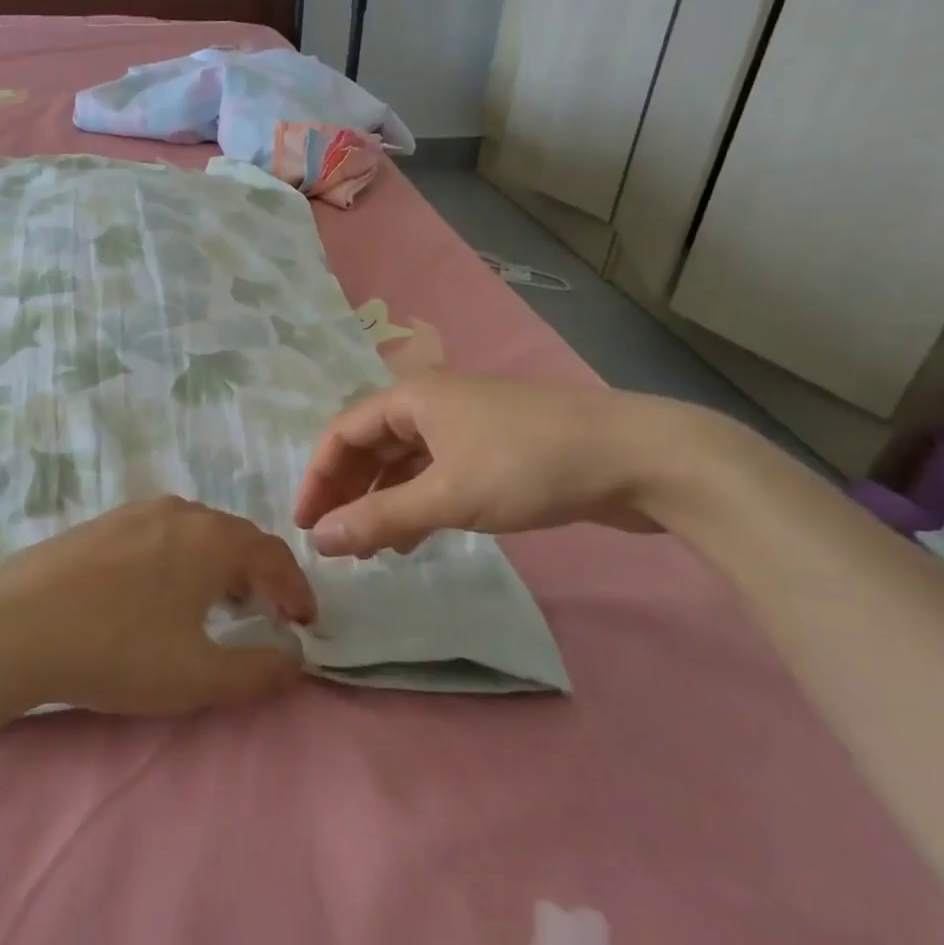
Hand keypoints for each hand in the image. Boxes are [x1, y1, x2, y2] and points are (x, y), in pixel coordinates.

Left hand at [0, 499, 312, 718]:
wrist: (11, 626)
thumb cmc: (116, 650)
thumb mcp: (197, 676)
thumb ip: (258, 670)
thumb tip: (295, 660)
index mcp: (211, 538)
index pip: (273, 554)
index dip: (296, 589)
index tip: (305, 624)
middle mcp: (179, 512)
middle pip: (236, 538)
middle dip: (259, 577)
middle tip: (265, 615)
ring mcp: (134, 512)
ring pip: (196, 533)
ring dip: (219, 566)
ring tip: (216, 606)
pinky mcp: (100, 523)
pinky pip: (160, 534)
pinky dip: (181, 559)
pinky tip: (159, 593)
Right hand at [294, 372, 673, 557]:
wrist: (638, 457)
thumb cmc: (530, 466)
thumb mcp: (447, 496)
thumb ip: (379, 518)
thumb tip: (319, 540)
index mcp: (412, 397)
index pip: (342, 432)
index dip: (318, 478)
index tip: (305, 525)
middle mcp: (432, 403)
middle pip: (370, 445)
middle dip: (347, 491)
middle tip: (334, 539)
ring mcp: (466, 424)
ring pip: (404, 461)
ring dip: (381, 500)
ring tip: (367, 547)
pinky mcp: (494, 448)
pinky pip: (436, 473)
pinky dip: (417, 502)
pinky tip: (412, 538)